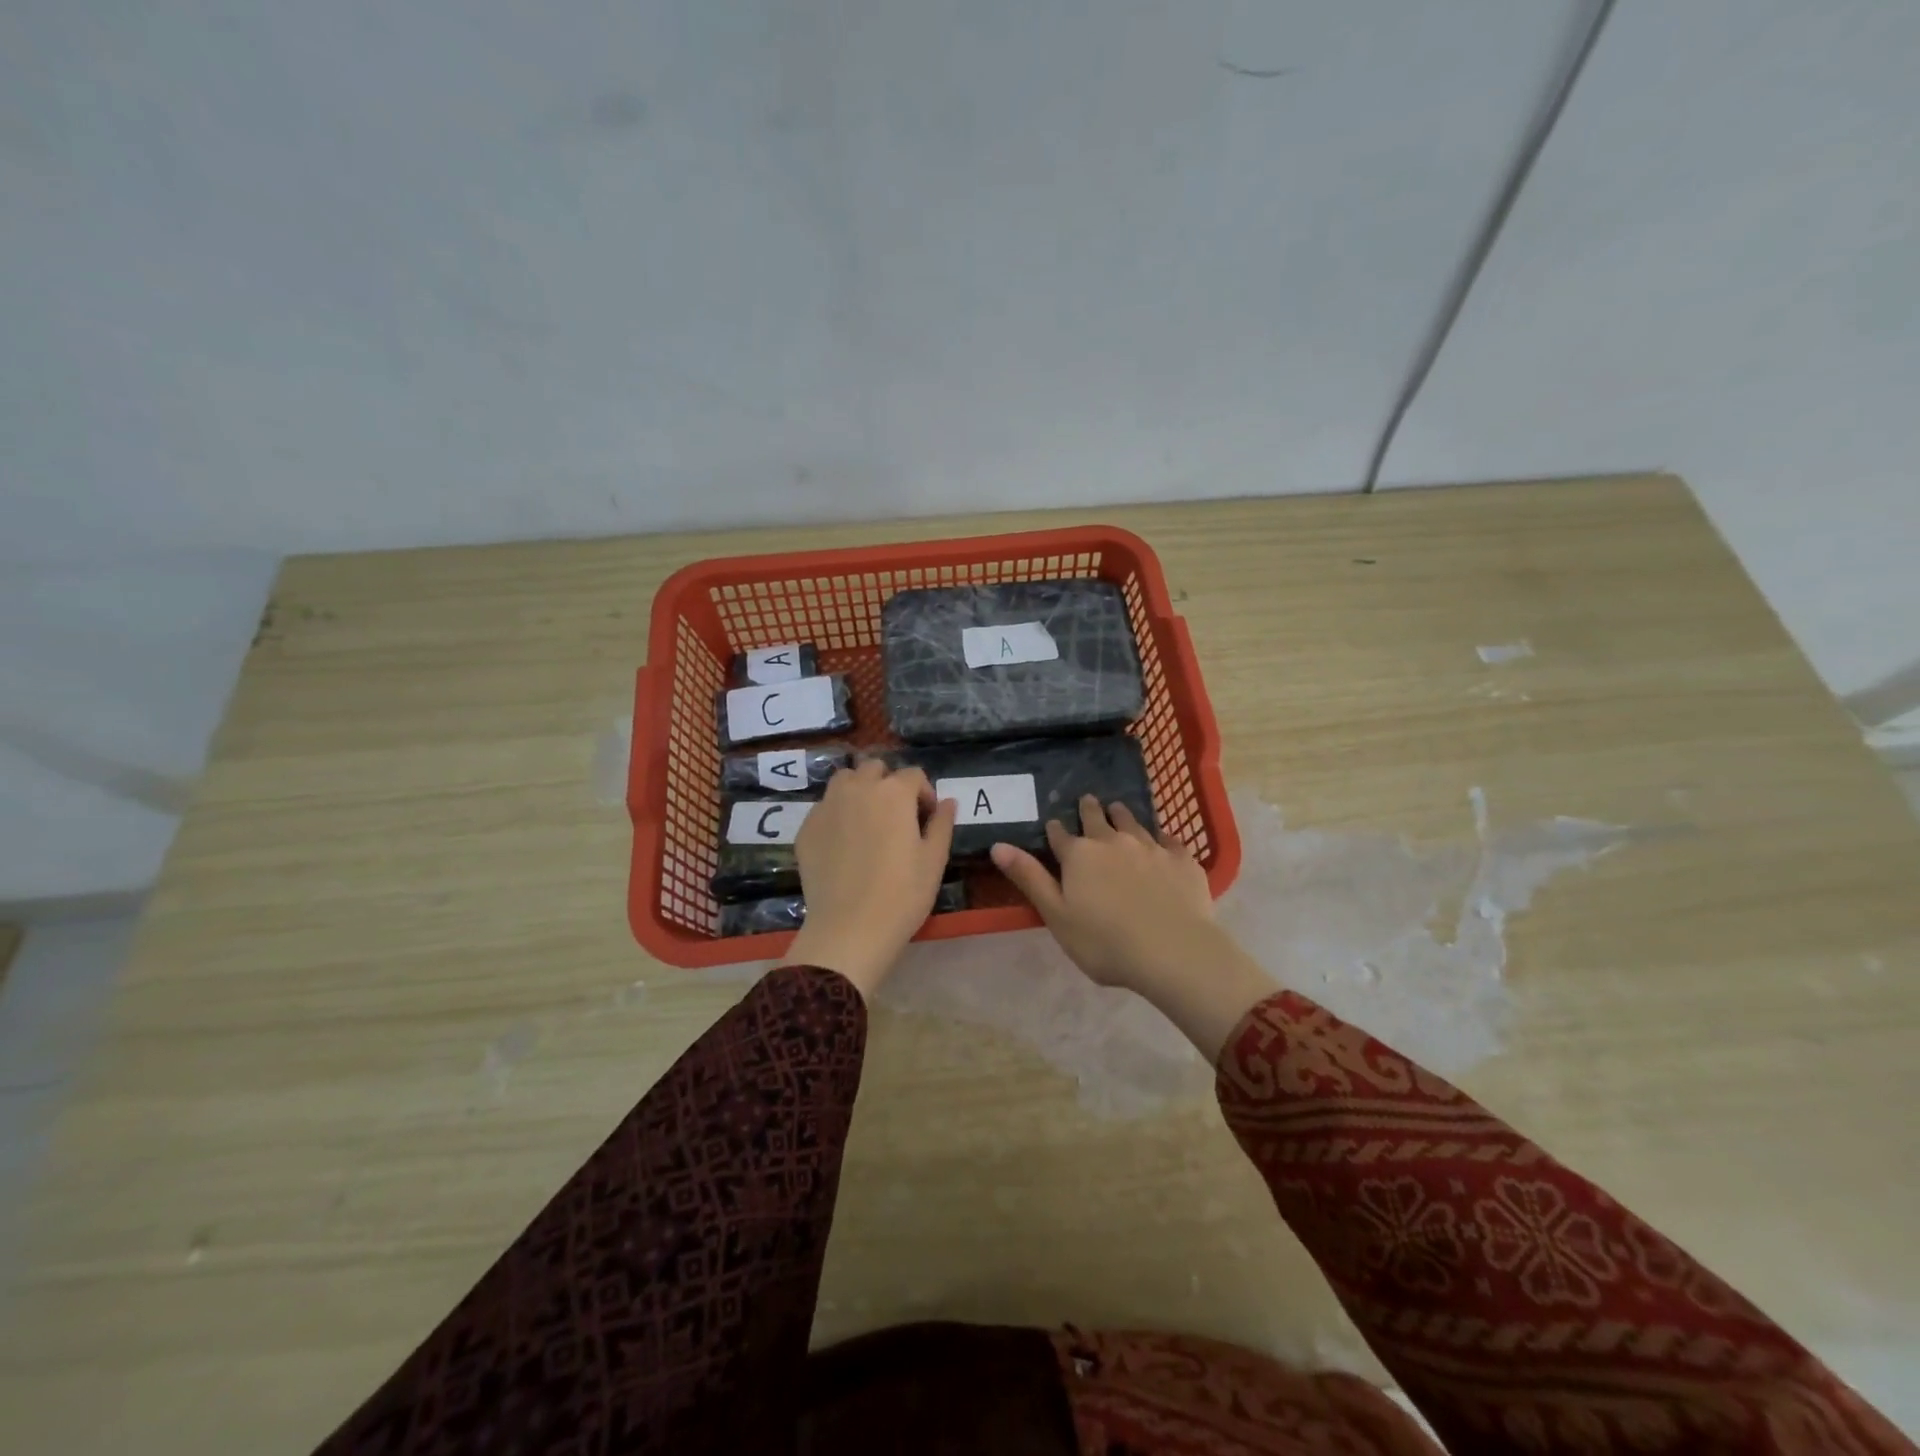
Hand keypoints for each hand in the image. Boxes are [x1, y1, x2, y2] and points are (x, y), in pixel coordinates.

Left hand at [785, 759, 956, 998]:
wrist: (849, 929)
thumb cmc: (902, 895)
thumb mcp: (934, 860)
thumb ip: (941, 824)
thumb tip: (947, 802)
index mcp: (893, 793)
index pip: (914, 775)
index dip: (924, 794)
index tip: (927, 818)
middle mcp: (857, 789)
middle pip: (875, 768)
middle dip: (889, 784)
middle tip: (896, 816)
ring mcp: (826, 806)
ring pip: (844, 780)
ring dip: (859, 790)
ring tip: (867, 820)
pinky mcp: (806, 828)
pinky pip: (824, 807)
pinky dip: (837, 814)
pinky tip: (844, 844)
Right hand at [992, 796, 1272, 1061]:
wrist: (1174, 951)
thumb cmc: (1105, 942)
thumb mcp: (1056, 915)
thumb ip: (1029, 878)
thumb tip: (998, 845)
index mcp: (1079, 855)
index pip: (1060, 836)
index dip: (1056, 831)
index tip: (1054, 825)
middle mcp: (1114, 841)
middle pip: (1098, 819)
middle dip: (1090, 810)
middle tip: (1088, 801)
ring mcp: (1151, 847)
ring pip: (1133, 822)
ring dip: (1122, 815)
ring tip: (1118, 808)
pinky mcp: (1182, 859)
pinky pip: (1170, 840)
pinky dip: (1162, 837)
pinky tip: (1163, 839)